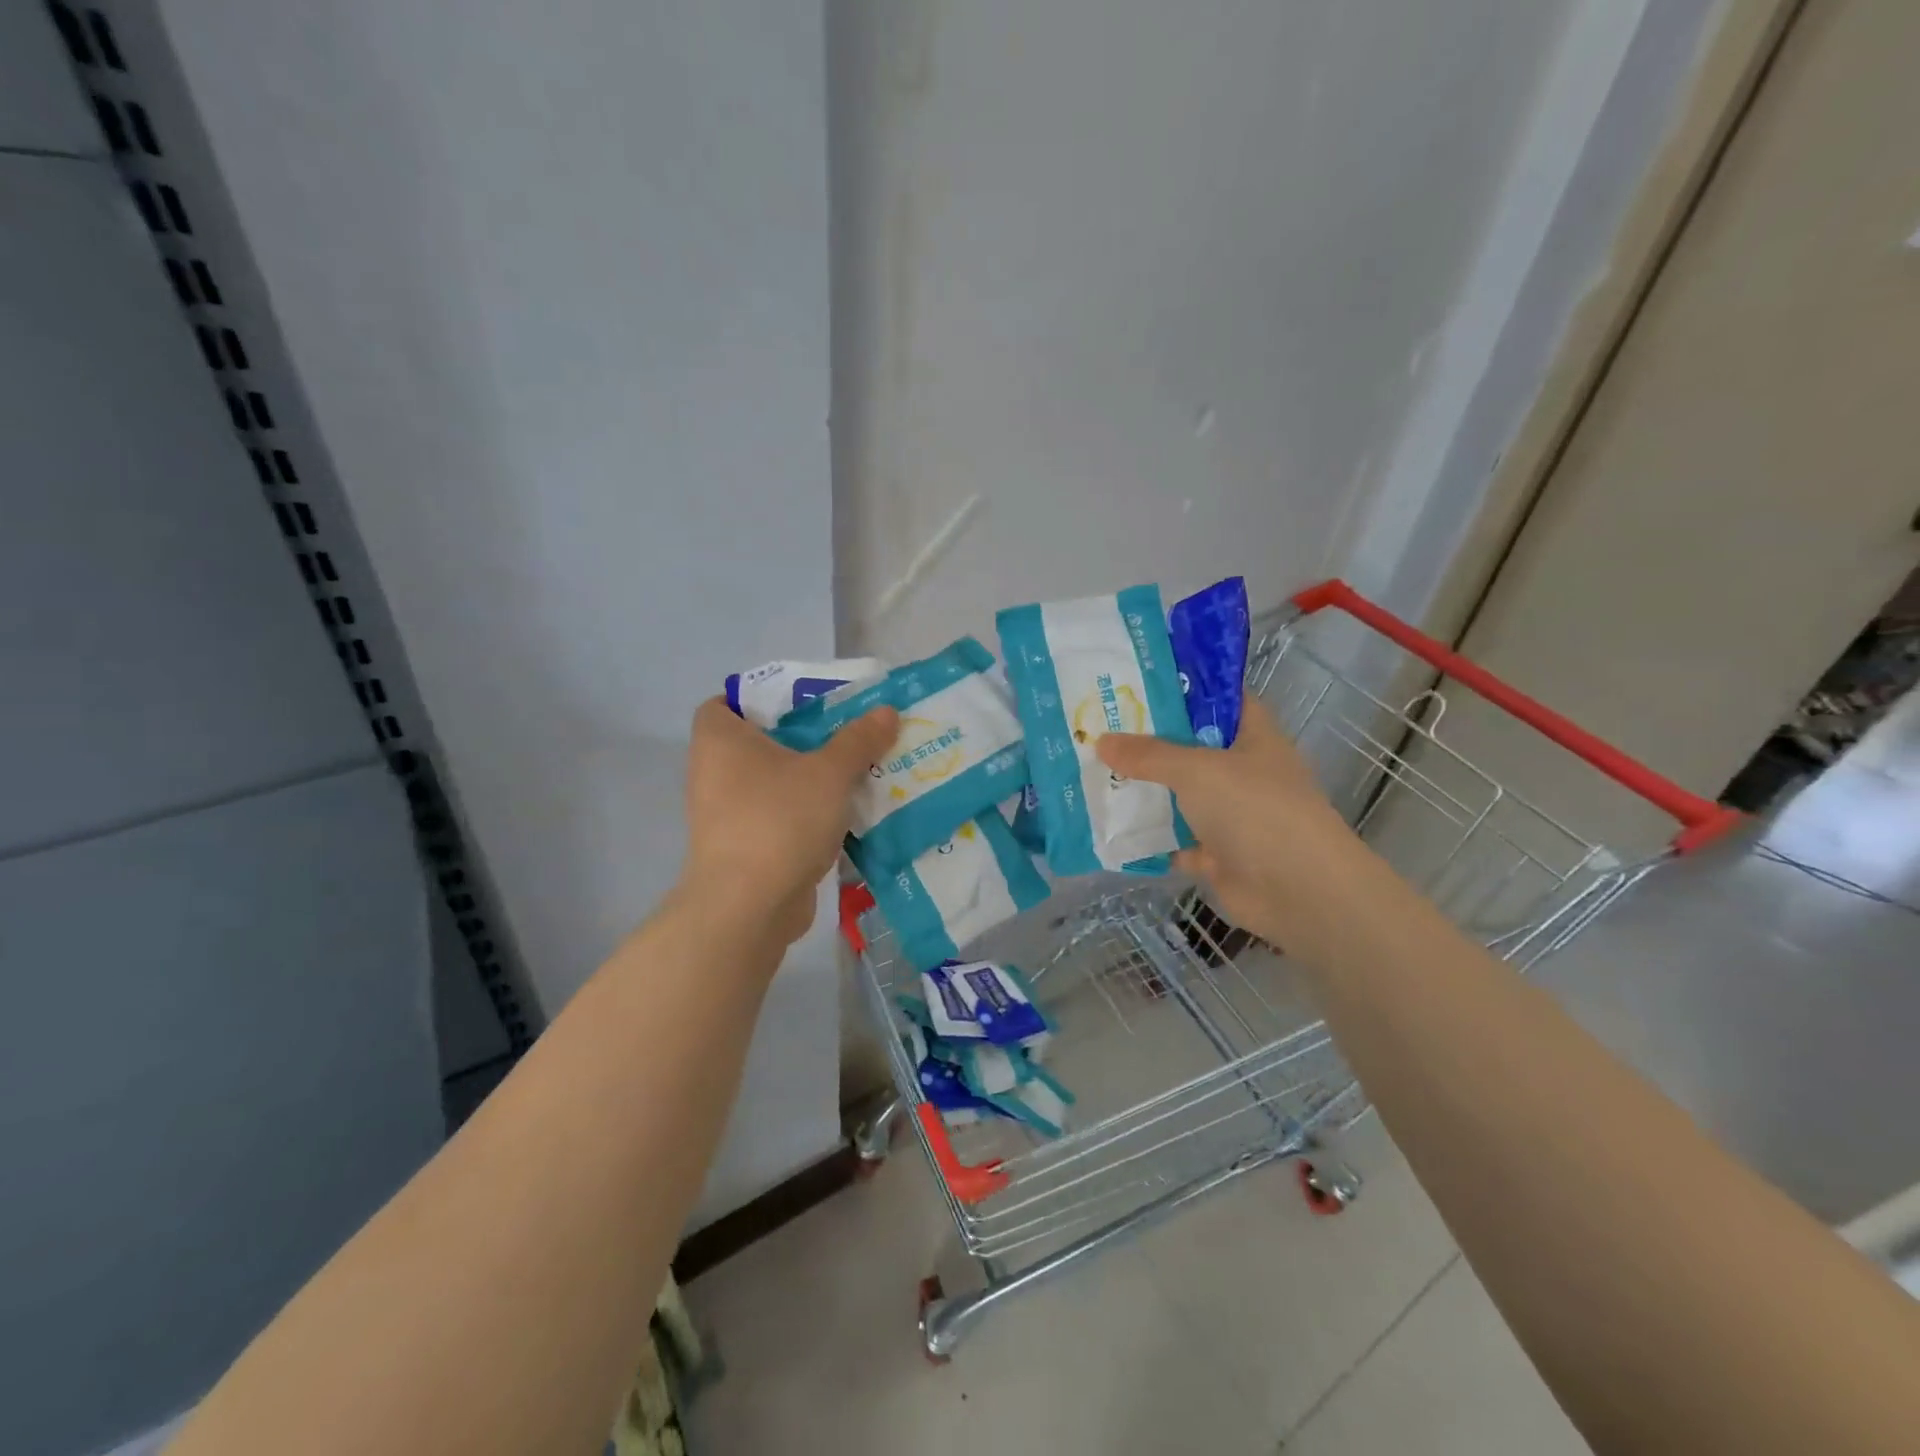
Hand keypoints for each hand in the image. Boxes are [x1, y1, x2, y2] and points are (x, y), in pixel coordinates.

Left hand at [679, 697, 899, 947]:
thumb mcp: (829, 772)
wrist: (749, 908)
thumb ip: (859, 739)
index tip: (808, 704)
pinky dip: (809, 812)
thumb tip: (886, 711)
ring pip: (777, 781)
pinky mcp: (746, 846)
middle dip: (807, 738)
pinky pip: (782, 814)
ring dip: (814, 777)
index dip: (764, 697)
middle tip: (851, 732)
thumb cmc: (780, 820)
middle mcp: (715, 771)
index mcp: (720, 739)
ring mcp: (728, 812)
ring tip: (861, 769)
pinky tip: (850, 812)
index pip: (728, 700)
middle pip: (763, 741)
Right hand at [1096, 696, 1387, 957]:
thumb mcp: (1197, 769)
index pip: (1221, 699)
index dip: (1186, 687)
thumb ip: (1148, 755)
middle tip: (1100, 724)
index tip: (1140, 680)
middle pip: (1192, 747)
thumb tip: (1100, 741)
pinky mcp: (1218, 853)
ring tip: (1095, 770)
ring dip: (1145, 788)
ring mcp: (1232, 814)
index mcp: (1253, 737)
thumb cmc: (1255, 809)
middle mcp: (1244, 771)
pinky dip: (1149, 836)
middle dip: (1150, 739)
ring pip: (1181, 794)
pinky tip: (1110, 824)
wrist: (1297, 890)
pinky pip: (1175, 839)